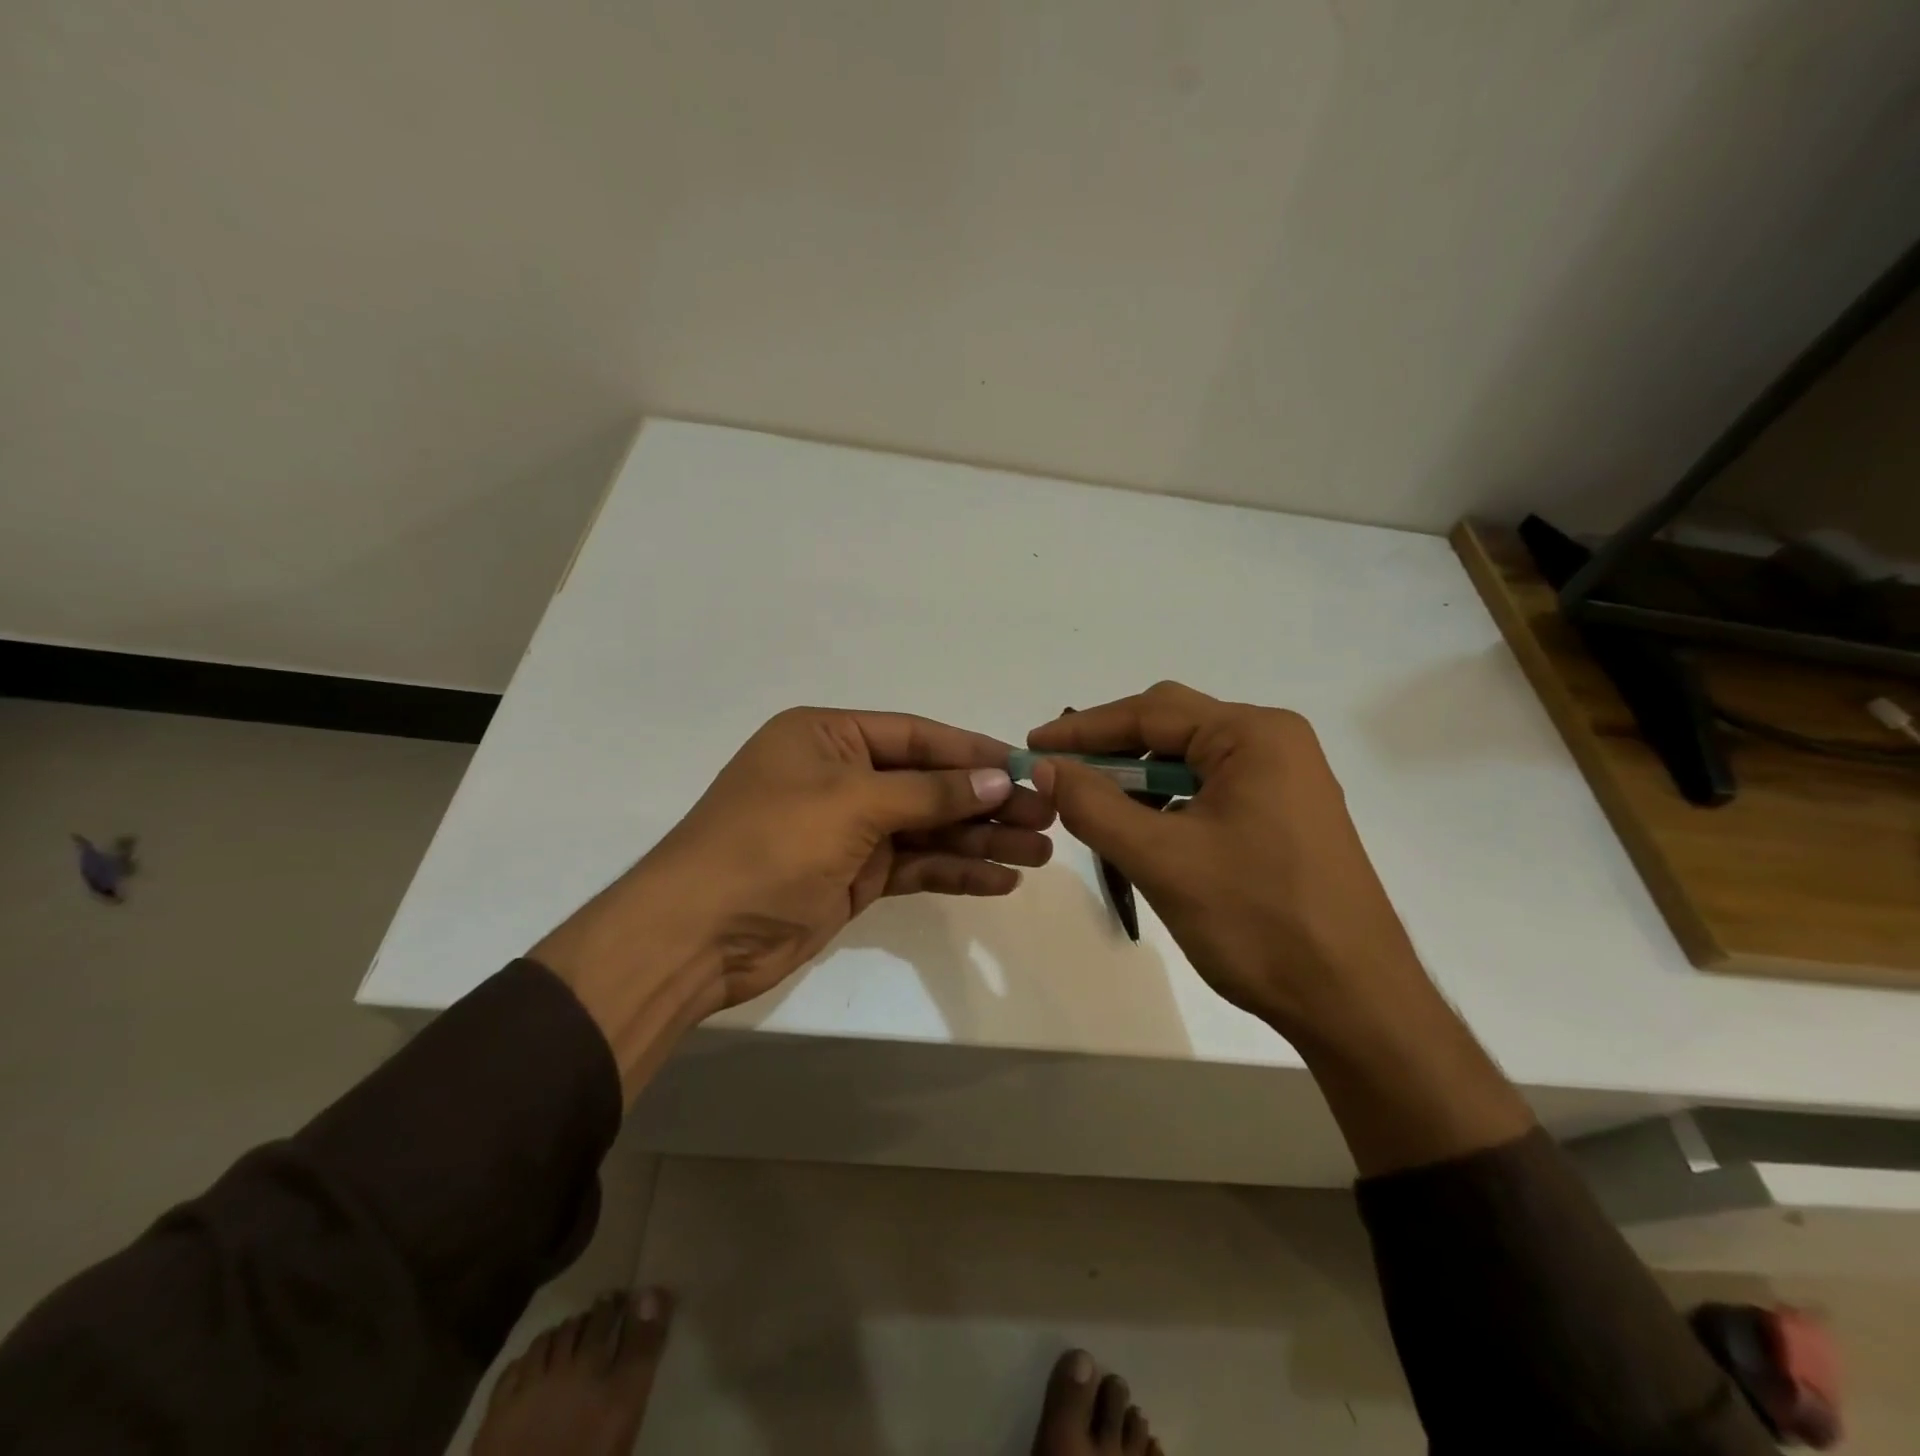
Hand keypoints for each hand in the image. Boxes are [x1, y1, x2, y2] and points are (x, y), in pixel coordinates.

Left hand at [534, 708, 1053, 1092]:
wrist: (696, 937)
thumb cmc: (769, 845)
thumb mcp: (851, 805)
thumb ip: (929, 793)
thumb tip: (998, 778)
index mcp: (827, 737)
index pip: (917, 737)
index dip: (975, 752)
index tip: (1029, 769)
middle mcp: (839, 777)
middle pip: (928, 784)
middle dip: (986, 801)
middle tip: (1046, 818)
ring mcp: (846, 830)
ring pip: (927, 829)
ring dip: (980, 840)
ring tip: (1039, 854)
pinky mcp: (852, 876)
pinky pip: (914, 867)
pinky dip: (953, 873)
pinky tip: (999, 881)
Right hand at [1028, 682, 1426, 1040]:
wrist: (1354, 1002)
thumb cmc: (1257, 920)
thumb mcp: (1161, 859)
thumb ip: (1094, 805)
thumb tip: (1045, 767)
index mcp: (1254, 735)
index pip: (1150, 712)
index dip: (1084, 730)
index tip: (1032, 746)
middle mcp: (1274, 742)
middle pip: (1173, 727)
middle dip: (1111, 750)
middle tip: (1057, 773)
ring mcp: (1286, 779)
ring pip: (1191, 760)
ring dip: (1139, 779)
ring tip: (1093, 807)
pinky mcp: (1286, 814)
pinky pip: (1211, 789)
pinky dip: (1169, 802)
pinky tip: (1143, 830)